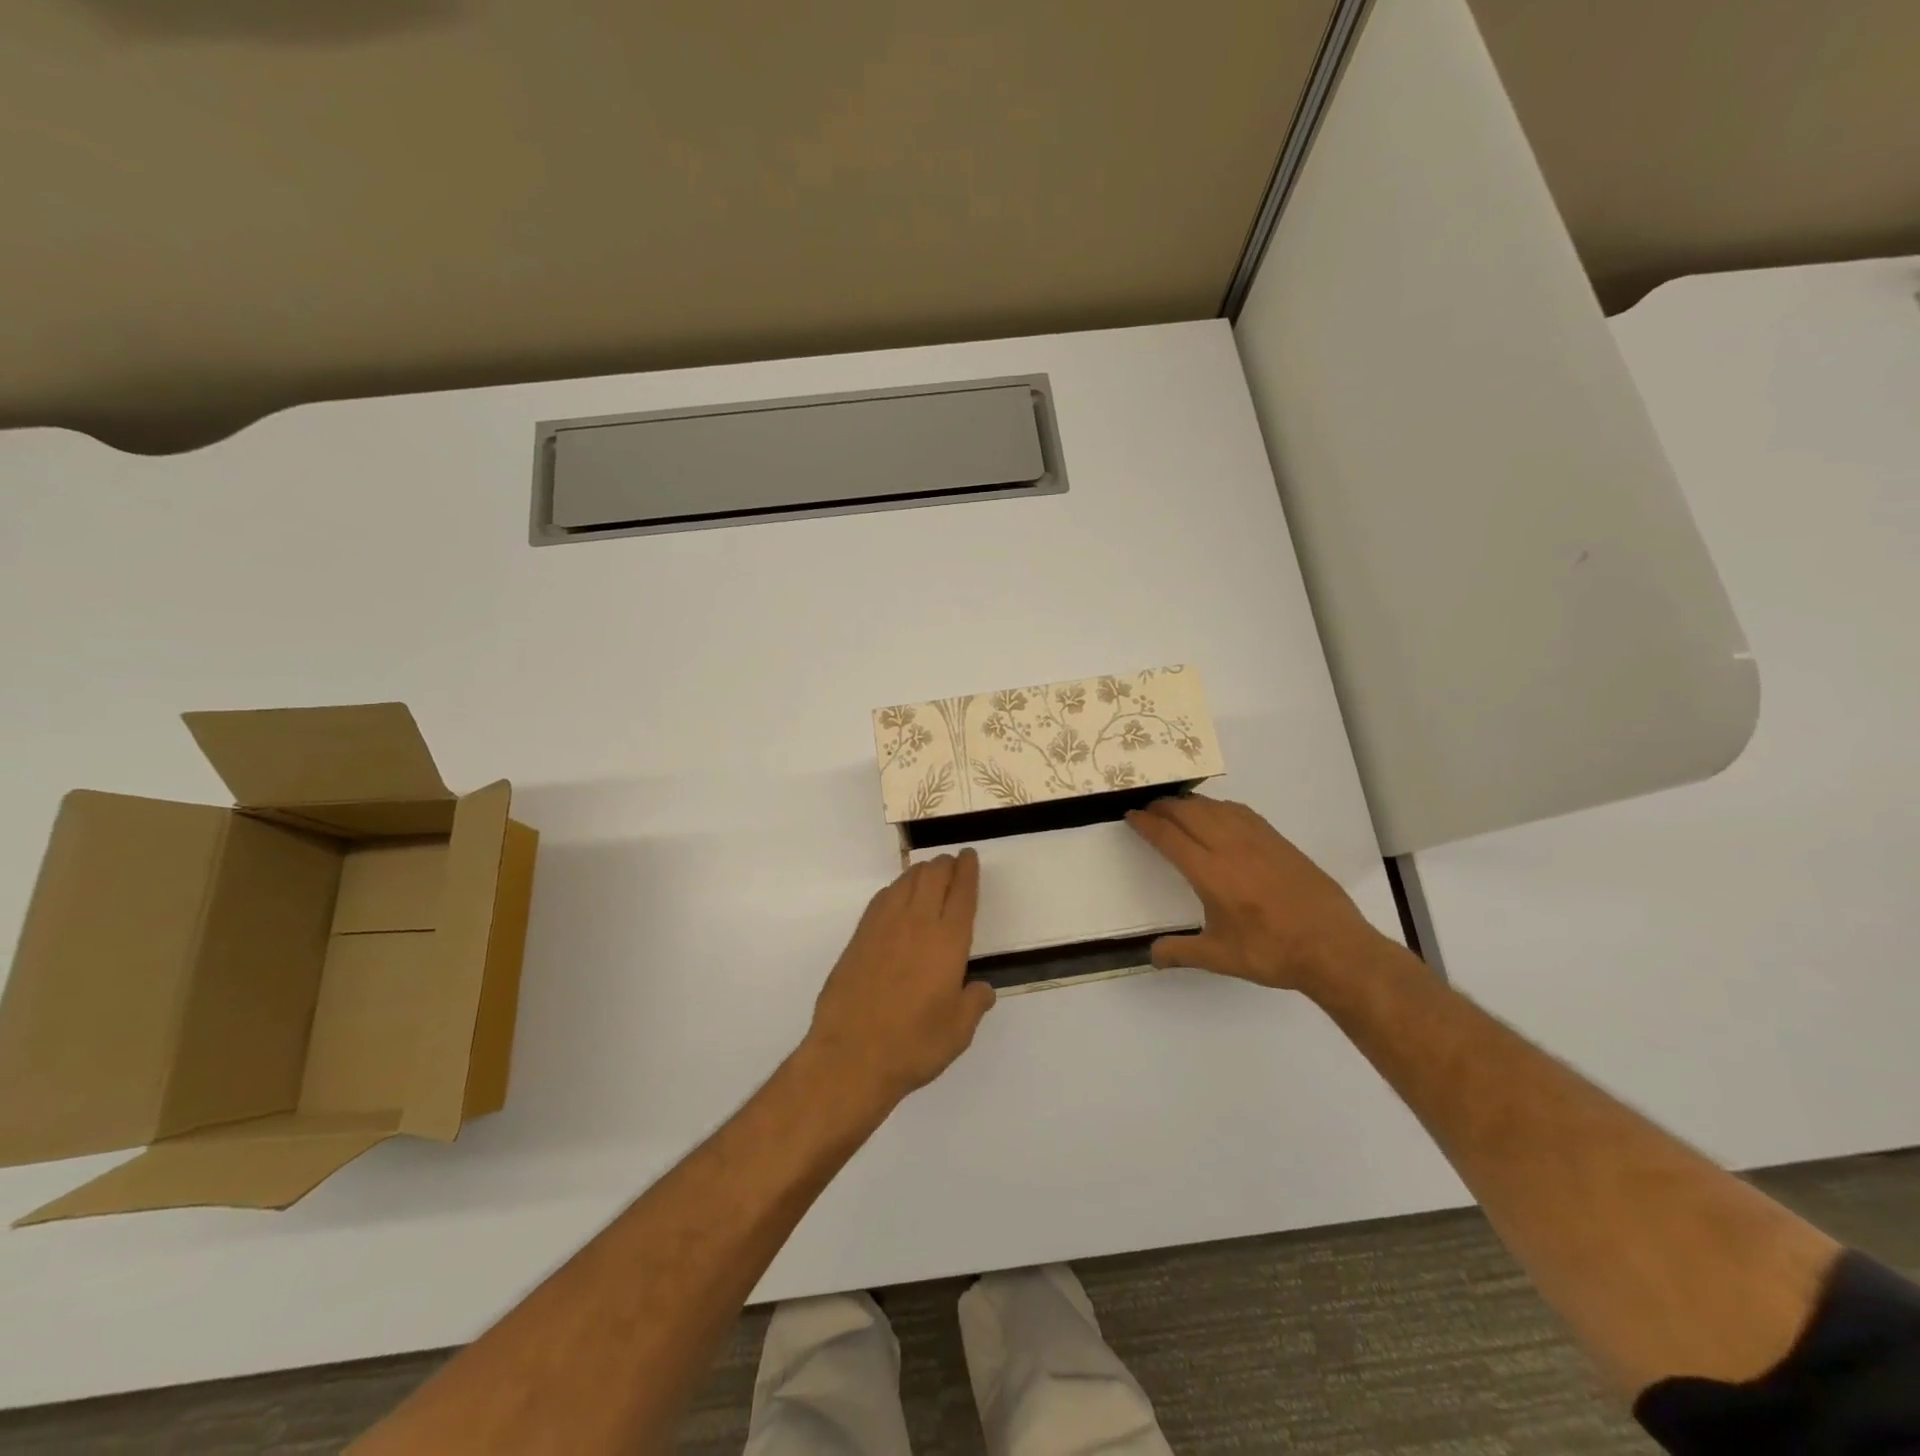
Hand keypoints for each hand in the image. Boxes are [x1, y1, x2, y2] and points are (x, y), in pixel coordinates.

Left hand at [805, 850, 995, 1111]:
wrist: (851, 1055)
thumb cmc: (913, 1045)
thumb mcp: (958, 1031)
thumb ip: (974, 1003)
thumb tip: (981, 988)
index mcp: (948, 941)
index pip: (962, 893)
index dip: (968, 871)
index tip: (969, 856)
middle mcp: (917, 923)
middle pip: (933, 877)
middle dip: (945, 865)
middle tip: (952, 862)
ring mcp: (883, 927)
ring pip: (905, 882)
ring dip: (920, 872)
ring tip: (928, 873)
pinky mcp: (859, 937)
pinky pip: (882, 899)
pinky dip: (896, 889)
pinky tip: (897, 896)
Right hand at [1126, 795, 1381, 992]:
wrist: (1333, 947)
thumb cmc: (1272, 952)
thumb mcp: (1220, 957)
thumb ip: (1181, 952)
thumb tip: (1152, 955)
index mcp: (1210, 873)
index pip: (1168, 837)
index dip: (1146, 824)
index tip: (1131, 817)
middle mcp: (1230, 847)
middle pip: (1188, 813)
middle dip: (1163, 806)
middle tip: (1148, 809)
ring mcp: (1257, 840)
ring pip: (1215, 807)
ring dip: (1190, 803)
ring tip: (1177, 808)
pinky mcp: (1278, 841)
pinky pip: (1240, 812)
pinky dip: (1219, 806)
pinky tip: (1218, 814)